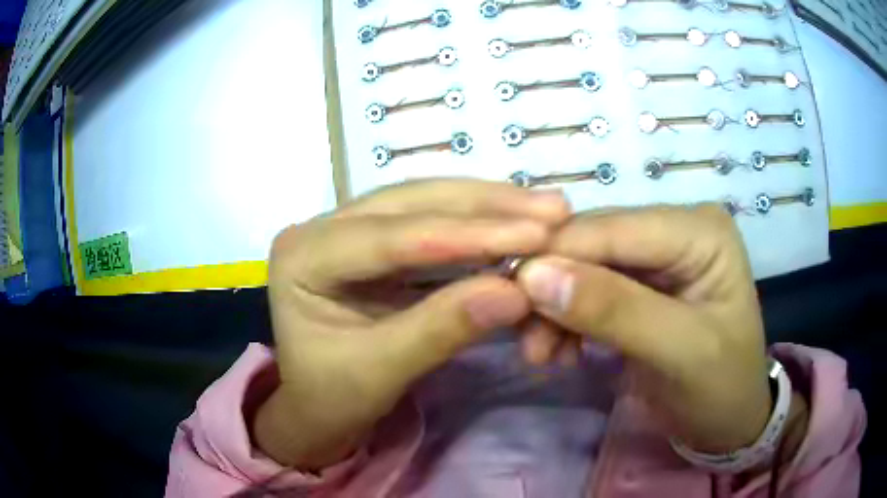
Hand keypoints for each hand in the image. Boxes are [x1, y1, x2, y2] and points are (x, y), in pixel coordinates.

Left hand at [253, 180, 569, 468]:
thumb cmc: (332, 398)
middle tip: (553, 208)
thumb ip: (442, 330)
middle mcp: (322, 228)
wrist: (316, 409)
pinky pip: (432, 225)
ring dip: (488, 207)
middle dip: (486, 206)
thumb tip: (516, 293)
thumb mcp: (379, 373)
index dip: (467, 235)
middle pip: (411, 204)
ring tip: (546, 209)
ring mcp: (349, 229)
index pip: (391, 237)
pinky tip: (516, 221)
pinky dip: (478, 226)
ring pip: (426, 205)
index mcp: (302, 256)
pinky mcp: (375, 243)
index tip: (536, 234)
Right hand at [516, 205, 782, 452]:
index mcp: (699, 230)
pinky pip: (586, 288)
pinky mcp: (640, 282)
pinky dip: (565, 319)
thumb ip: (615, 311)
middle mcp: (675, 228)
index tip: (508, 300)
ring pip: (581, 265)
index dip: (556, 256)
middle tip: (527, 343)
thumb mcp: (680, 354)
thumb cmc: (721, 389)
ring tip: (541, 355)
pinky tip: (560, 351)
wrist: (728, 420)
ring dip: (553, 308)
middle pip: (592, 243)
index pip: (613, 228)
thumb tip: (533, 275)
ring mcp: (656, 254)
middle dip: (552, 289)